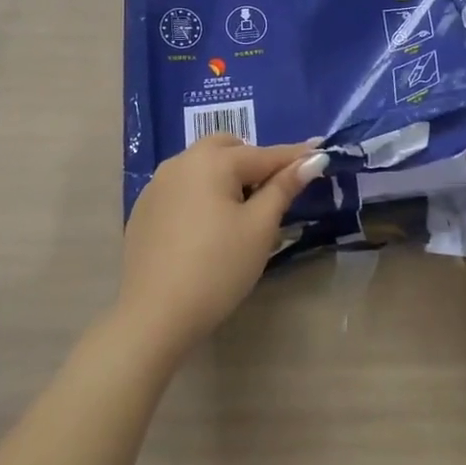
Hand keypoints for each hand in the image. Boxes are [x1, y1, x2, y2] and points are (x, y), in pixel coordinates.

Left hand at [115, 134, 329, 360]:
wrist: (153, 316)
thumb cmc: (217, 268)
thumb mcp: (259, 228)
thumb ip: (284, 188)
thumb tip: (312, 159)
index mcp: (212, 162)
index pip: (265, 154)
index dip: (295, 157)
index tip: (321, 153)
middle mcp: (181, 162)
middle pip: (227, 148)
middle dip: (253, 161)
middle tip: (272, 191)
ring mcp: (157, 185)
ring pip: (201, 165)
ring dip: (225, 175)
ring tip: (240, 210)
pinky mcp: (144, 209)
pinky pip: (182, 186)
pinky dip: (202, 192)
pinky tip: (207, 226)